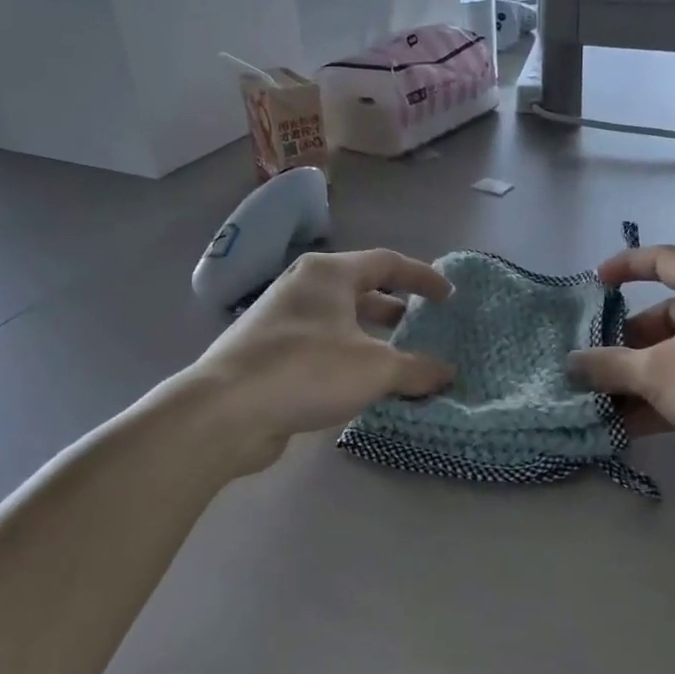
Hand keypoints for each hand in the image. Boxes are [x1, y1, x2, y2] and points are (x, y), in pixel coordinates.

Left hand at [180, 250, 453, 475]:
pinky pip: (322, 346)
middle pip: (361, 288)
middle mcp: (303, 287)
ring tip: (399, 359)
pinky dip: (348, 357)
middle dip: (396, 307)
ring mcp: (281, 320)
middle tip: (423, 327)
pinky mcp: (269, 353)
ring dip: (372, 336)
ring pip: (340, 320)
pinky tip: (362, 384)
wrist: (225, 411)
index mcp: (328, 274)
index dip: (423, 277)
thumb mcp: (375, 369)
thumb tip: (447, 373)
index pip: (387, 262)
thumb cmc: (306, 371)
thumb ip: (417, 369)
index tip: (449, 297)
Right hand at [567, 245, 674, 482]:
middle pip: (667, 314)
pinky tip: (633, 425)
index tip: (596, 284)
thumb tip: (571, 362)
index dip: (625, 267)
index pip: (662, 259)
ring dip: (643, 374)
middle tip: (598, 365)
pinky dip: (667, 394)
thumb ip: (608, 364)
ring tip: (606, 401)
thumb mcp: (654, 372)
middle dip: (628, 342)